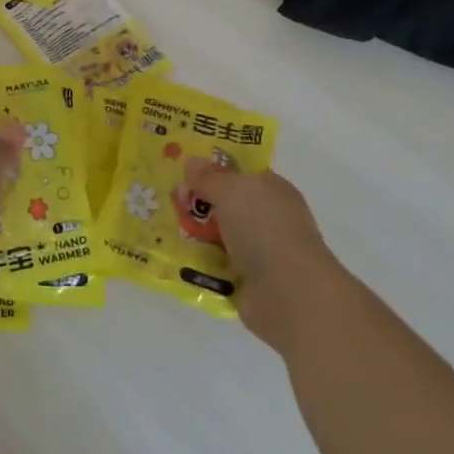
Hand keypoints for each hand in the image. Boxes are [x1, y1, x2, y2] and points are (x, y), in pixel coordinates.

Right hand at [184, 159, 344, 351]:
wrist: (288, 293)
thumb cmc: (263, 228)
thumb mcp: (230, 191)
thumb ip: (208, 177)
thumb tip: (192, 161)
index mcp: (272, 189)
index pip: (241, 172)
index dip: (214, 169)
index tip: (184, 170)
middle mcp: (268, 218)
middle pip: (226, 203)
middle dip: (198, 202)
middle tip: (171, 201)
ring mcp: (260, 251)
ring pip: (219, 235)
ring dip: (196, 233)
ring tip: (165, 229)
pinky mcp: (249, 281)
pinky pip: (217, 264)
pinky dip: (200, 262)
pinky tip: (177, 258)